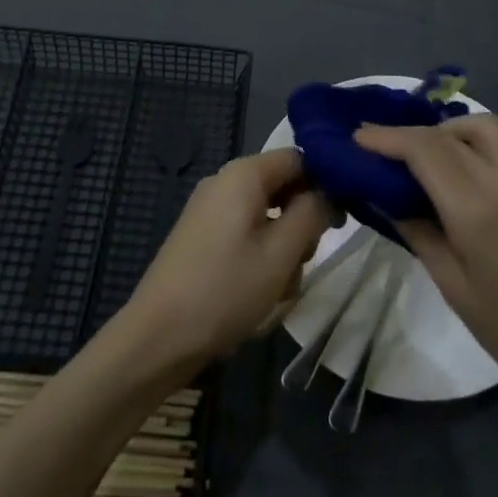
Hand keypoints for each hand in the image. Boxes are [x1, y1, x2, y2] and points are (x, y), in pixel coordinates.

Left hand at [122, 148, 334, 375]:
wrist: (157, 338)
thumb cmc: (225, 290)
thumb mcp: (281, 253)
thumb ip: (312, 213)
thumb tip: (329, 192)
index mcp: (243, 175)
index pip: (298, 159)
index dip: (325, 183)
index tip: (340, 220)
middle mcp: (224, 183)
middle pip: (282, 188)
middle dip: (301, 224)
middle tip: (304, 261)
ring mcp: (209, 211)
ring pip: (266, 218)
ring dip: (283, 249)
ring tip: (279, 288)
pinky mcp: (202, 238)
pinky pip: (245, 235)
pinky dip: (260, 259)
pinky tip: (259, 294)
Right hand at [354, 116, 497, 419]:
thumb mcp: (451, 285)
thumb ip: (416, 230)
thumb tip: (383, 195)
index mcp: (477, 209)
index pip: (423, 150)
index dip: (386, 138)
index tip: (359, 137)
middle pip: (450, 133)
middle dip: (412, 134)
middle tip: (388, 150)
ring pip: (487, 126)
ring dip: (453, 131)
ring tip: (433, 155)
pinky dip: (492, 140)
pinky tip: (481, 164)